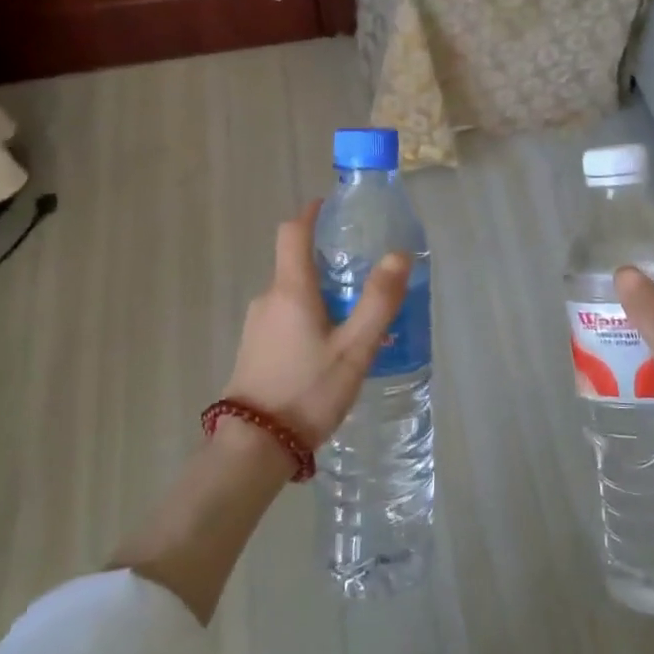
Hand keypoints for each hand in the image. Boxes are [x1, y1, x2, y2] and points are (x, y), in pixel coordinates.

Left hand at [222, 201, 410, 447]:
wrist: (254, 447)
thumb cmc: (307, 391)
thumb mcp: (354, 348)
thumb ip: (378, 301)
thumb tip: (399, 254)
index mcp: (290, 289)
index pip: (292, 232)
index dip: (310, 213)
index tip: (330, 206)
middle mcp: (268, 298)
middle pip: (295, 264)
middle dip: (326, 262)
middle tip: (362, 276)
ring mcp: (256, 325)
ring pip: (292, 296)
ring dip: (320, 296)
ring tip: (355, 322)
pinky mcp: (254, 349)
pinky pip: (285, 319)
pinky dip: (308, 319)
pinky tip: (330, 350)